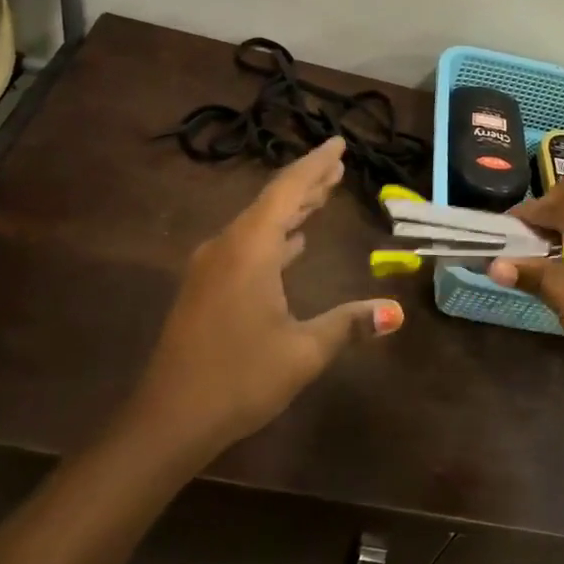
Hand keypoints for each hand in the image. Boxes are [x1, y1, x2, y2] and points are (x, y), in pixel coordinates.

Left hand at [131, 137, 402, 461]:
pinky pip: (246, 245)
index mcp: (249, 250)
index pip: (288, 191)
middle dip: (307, 183)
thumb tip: (395, 312)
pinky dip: (274, 236)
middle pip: (272, 202)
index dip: (315, 165)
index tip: (338, 143)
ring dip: (291, 210)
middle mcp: (226, 247)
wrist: (168, 420)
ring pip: (257, 224)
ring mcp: (211, 268)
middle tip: (338, 165)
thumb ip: (349, 324)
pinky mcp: (205, 288)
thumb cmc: (239, 379)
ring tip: (323, 195)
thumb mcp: (303, 352)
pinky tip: (292, 244)